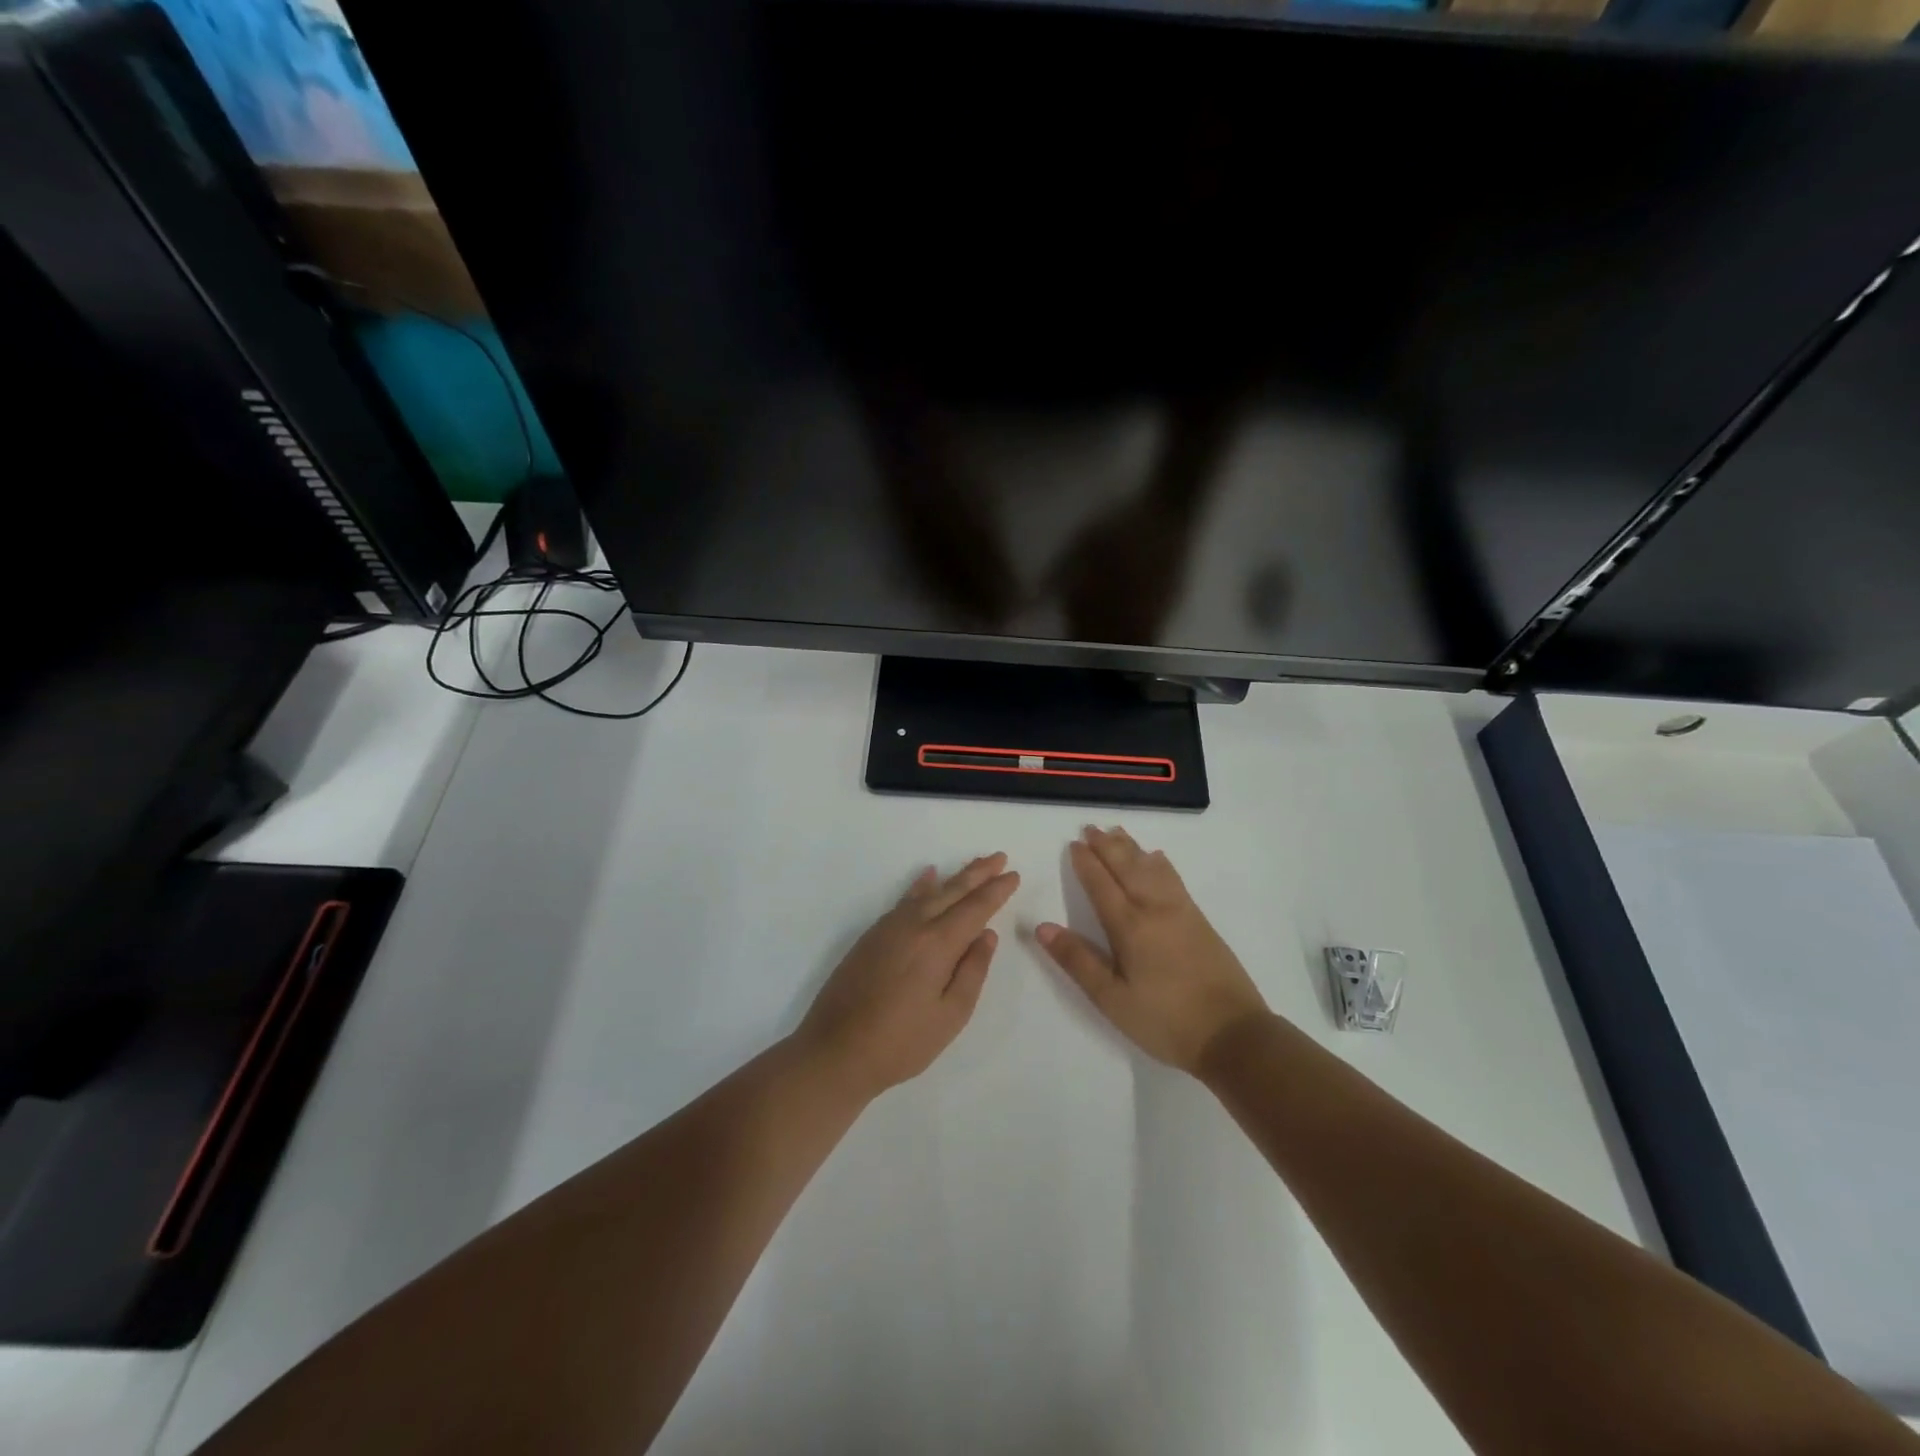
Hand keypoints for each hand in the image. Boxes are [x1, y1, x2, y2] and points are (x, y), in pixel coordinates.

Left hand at [795, 854, 1019, 1099]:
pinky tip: (927, 876)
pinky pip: (904, 900)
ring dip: (954, 877)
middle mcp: (914, 925)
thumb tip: (987, 935)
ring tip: (973, 865)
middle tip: (999, 857)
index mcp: (937, 944)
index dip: (996, 891)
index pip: (975, 908)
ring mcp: (889, 927)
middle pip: (952, 891)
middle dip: (978, 873)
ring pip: (928, 892)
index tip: (1014, 875)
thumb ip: (973, 971)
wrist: (836, 1050)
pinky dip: (920, 885)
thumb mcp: (950, 1015)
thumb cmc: (902, 1042)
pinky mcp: (872, 935)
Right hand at [1037, 827, 1268, 1074]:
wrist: (1233, 1034)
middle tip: (1090, 828)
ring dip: (1131, 848)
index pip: (1101, 884)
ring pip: (1151, 867)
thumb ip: (1077, 960)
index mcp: (1129, 926)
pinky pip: (1173, 878)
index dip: (1086, 863)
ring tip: (1117, 832)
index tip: (1073, 844)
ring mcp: (1181, 911)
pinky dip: (1159, 862)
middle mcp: (1154, 909)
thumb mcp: (1112, 998)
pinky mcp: (1199, 920)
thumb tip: (1042, 927)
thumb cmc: (1165, 1020)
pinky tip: (1156, 858)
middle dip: (1106, 846)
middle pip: (1126, 867)